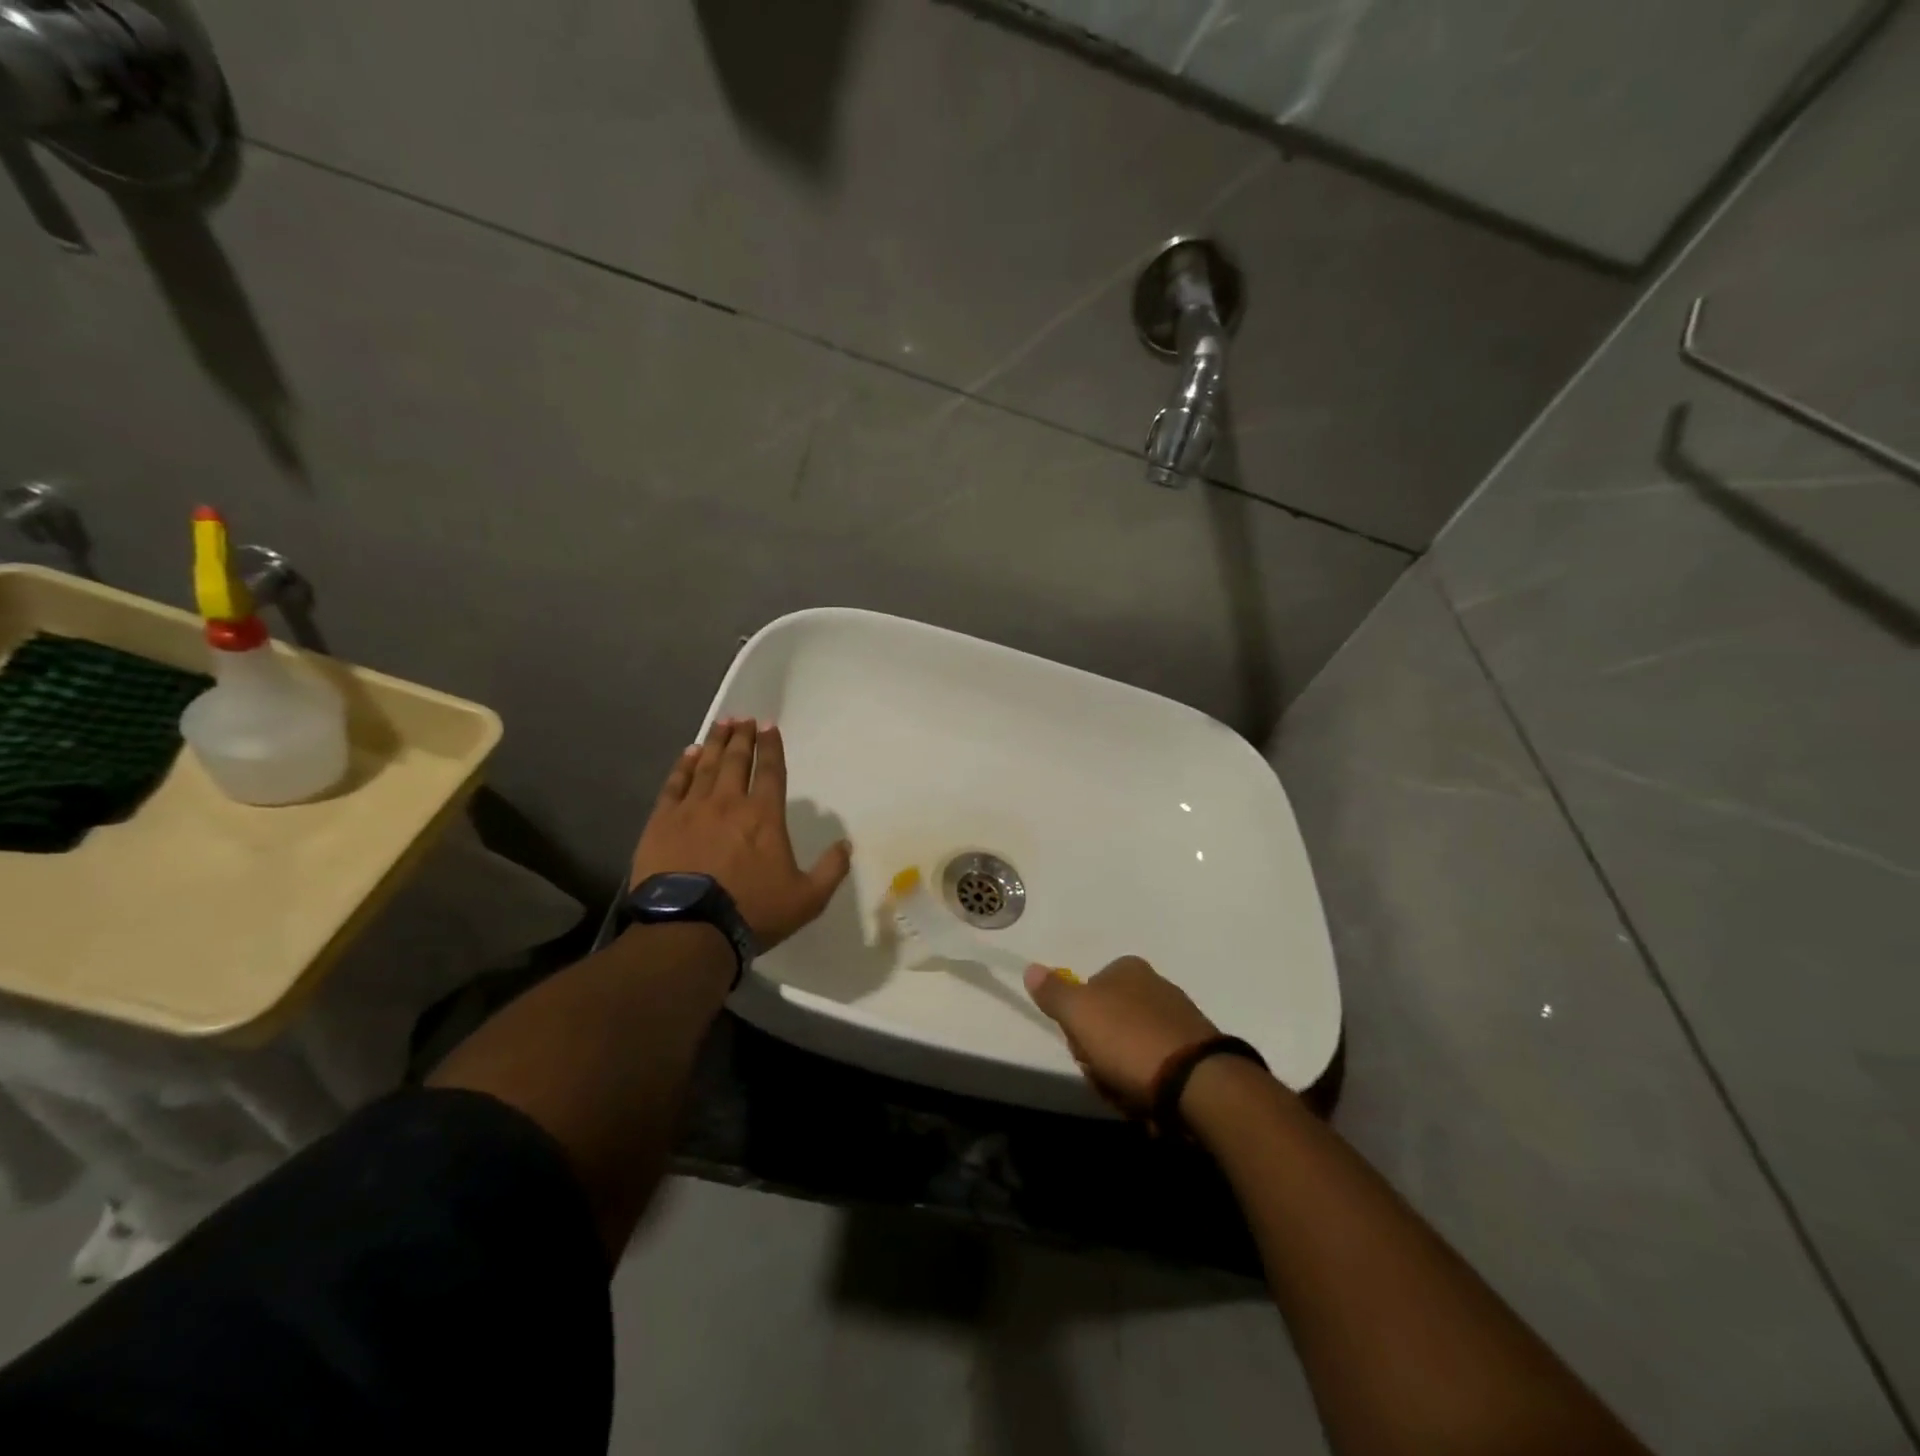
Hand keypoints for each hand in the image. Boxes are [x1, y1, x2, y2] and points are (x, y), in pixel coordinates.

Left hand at [631, 718, 851, 950]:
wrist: (689, 929)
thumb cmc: (752, 911)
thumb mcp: (807, 899)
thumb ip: (831, 870)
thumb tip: (846, 844)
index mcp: (764, 816)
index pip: (770, 771)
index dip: (771, 747)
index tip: (769, 726)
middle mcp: (729, 802)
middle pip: (736, 760)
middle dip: (742, 737)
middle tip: (744, 719)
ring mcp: (692, 809)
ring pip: (705, 766)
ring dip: (715, 743)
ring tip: (721, 725)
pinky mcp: (662, 822)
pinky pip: (674, 784)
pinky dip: (682, 766)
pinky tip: (688, 754)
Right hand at [1022, 956, 1219, 1114]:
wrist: (1198, 1083)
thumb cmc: (1129, 1040)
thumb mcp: (1079, 1013)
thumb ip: (1053, 992)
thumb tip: (1030, 968)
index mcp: (1129, 969)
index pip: (1088, 990)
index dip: (1078, 1022)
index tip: (1080, 1045)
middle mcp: (1156, 986)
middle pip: (1108, 1023)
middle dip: (1100, 1054)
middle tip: (1103, 1074)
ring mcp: (1179, 1019)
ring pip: (1131, 1049)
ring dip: (1122, 1076)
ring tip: (1128, 1096)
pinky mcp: (1196, 1053)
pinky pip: (1158, 1069)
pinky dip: (1149, 1087)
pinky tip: (1150, 1105)